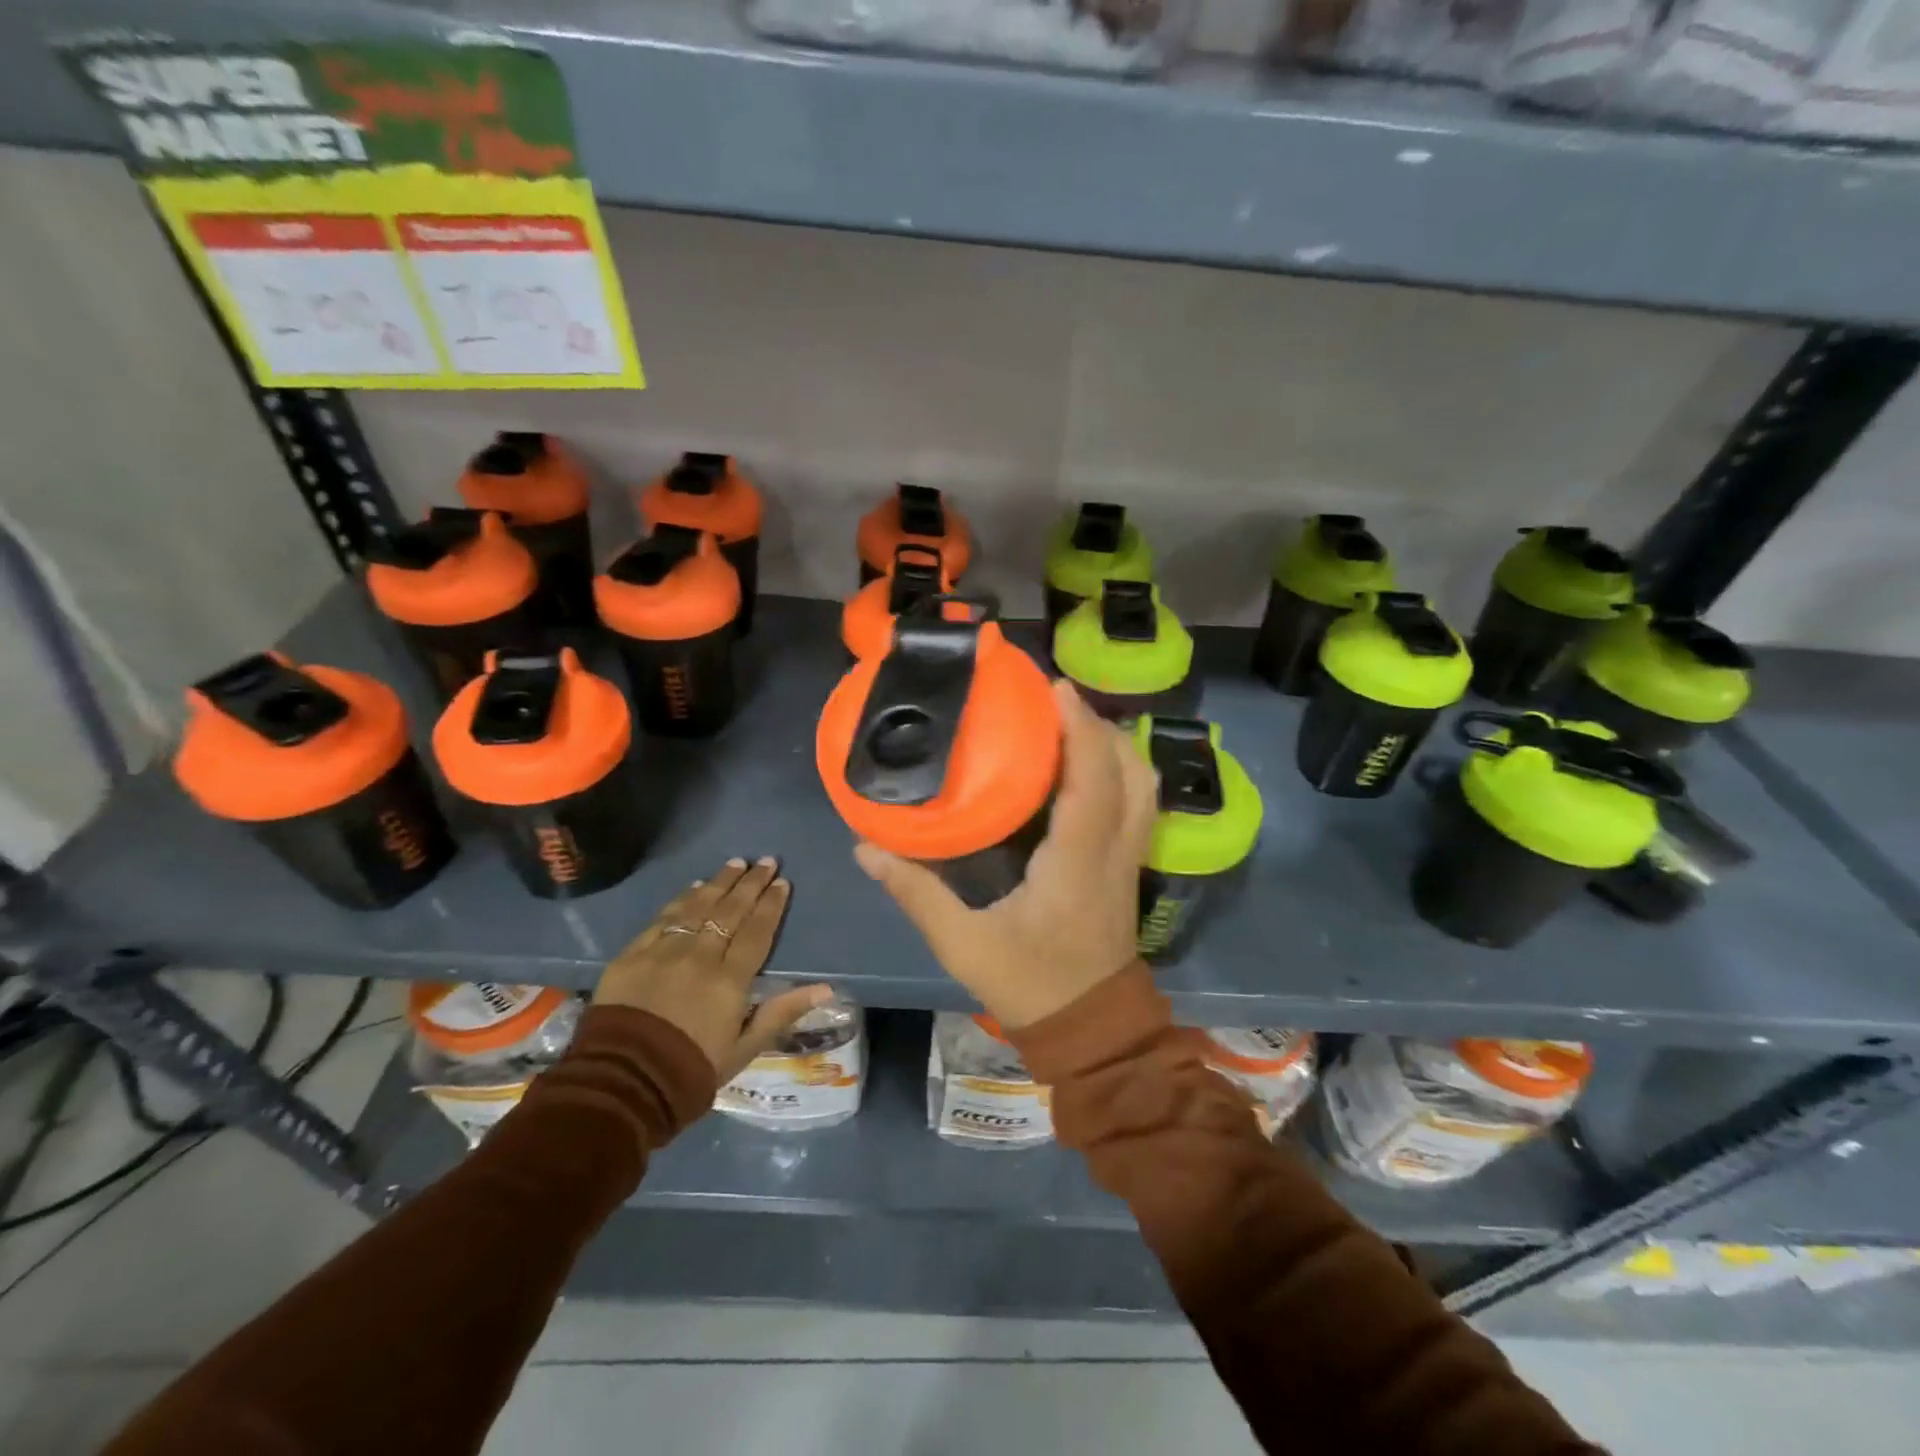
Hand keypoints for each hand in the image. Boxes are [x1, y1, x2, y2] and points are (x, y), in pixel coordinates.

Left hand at [593, 857, 832, 1081]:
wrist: (621, 1084)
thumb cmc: (691, 1070)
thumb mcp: (744, 1049)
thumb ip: (782, 1012)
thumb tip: (826, 988)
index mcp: (730, 980)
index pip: (757, 932)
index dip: (771, 905)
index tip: (782, 882)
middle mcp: (700, 956)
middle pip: (730, 911)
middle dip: (751, 883)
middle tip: (766, 861)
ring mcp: (663, 952)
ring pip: (697, 907)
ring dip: (719, 883)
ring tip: (736, 863)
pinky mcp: (632, 955)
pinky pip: (663, 919)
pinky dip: (681, 900)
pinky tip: (694, 887)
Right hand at [855, 680, 1157, 1029]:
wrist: (1090, 1030)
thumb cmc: (1029, 985)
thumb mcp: (963, 944)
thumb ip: (916, 892)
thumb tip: (866, 848)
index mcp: (1077, 862)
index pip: (1093, 782)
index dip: (1079, 730)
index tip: (1055, 689)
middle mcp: (1114, 851)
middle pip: (1130, 772)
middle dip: (1099, 726)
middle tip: (1056, 701)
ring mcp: (1129, 859)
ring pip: (1144, 786)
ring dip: (1115, 746)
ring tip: (1072, 724)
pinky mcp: (1129, 867)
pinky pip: (1138, 804)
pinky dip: (1120, 771)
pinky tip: (1085, 767)